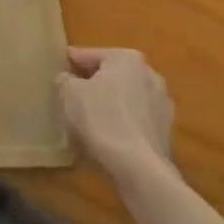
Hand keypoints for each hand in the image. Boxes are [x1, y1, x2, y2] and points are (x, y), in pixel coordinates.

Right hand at [57, 48, 172, 175]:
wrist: (139, 168)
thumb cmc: (102, 120)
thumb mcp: (70, 94)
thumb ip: (65, 80)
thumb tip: (67, 78)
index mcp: (126, 58)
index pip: (89, 55)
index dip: (71, 63)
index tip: (58, 70)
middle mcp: (149, 73)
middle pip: (111, 74)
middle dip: (93, 83)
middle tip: (71, 95)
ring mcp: (161, 103)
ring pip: (126, 97)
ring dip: (110, 103)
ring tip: (89, 118)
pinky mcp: (166, 130)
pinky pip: (136, 119)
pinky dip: (123, 122)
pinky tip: (109, 136)